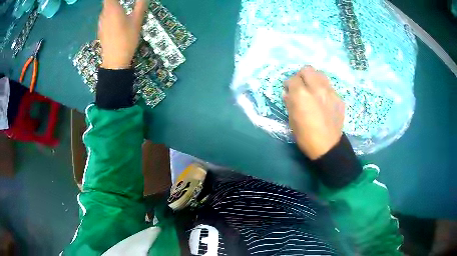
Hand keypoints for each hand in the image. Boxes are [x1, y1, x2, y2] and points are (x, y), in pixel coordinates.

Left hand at [98, 0, 147, 68]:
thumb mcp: (137, 21)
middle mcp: (104, 14)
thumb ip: (140, 5)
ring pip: (106, 9)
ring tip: (122, 8)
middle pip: (107, 2)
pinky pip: (105, 17)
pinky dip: (110, 14)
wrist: (115, 61)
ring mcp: (101, 23)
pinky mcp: (101, 30)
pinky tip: (117, 19)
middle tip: (124, 4)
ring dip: (113, 6)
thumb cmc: (127, 39)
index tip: (123, 1)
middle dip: (115, 1)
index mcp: (112, 9)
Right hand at [283, 66, 344, 159]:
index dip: (288, 84)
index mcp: (302, 94)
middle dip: (301, 76)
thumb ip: (289, 102)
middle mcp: (317, 88)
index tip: (288, 90)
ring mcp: (330, 92)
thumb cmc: (306, 136)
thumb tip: (287, 93)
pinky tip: (323, 100)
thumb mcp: (292, 120)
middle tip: (300, 86)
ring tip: (312, 89)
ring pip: (320, 74)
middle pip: (307, 70)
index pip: (292, 79)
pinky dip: (324, 90)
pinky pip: (329, 87)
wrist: (328, 147)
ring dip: (314, 79)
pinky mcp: (339, 98)